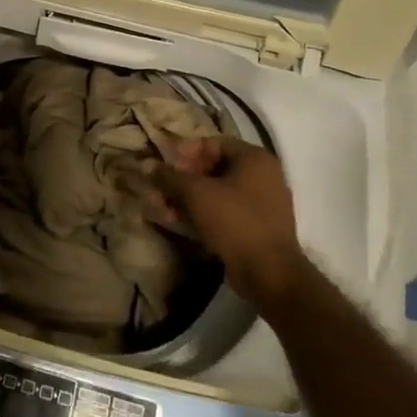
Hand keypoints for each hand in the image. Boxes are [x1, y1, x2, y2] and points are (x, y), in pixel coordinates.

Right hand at [149, 136, 311, 312]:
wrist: (269, 273)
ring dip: (187, 199)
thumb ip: (169, 176)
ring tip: (163, 210)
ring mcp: (261, 203)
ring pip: (216, 193)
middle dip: (182, 180)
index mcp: (254, 158)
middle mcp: (262, 176)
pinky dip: (202, 214)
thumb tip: (147, 165)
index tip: (165, 166)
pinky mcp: (256, 227)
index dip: (185, 152)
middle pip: (213, 168)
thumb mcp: (196, 194)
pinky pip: (224, 212)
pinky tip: (178, 223)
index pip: (213, 143)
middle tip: (160, 190)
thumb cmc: (234, 221)